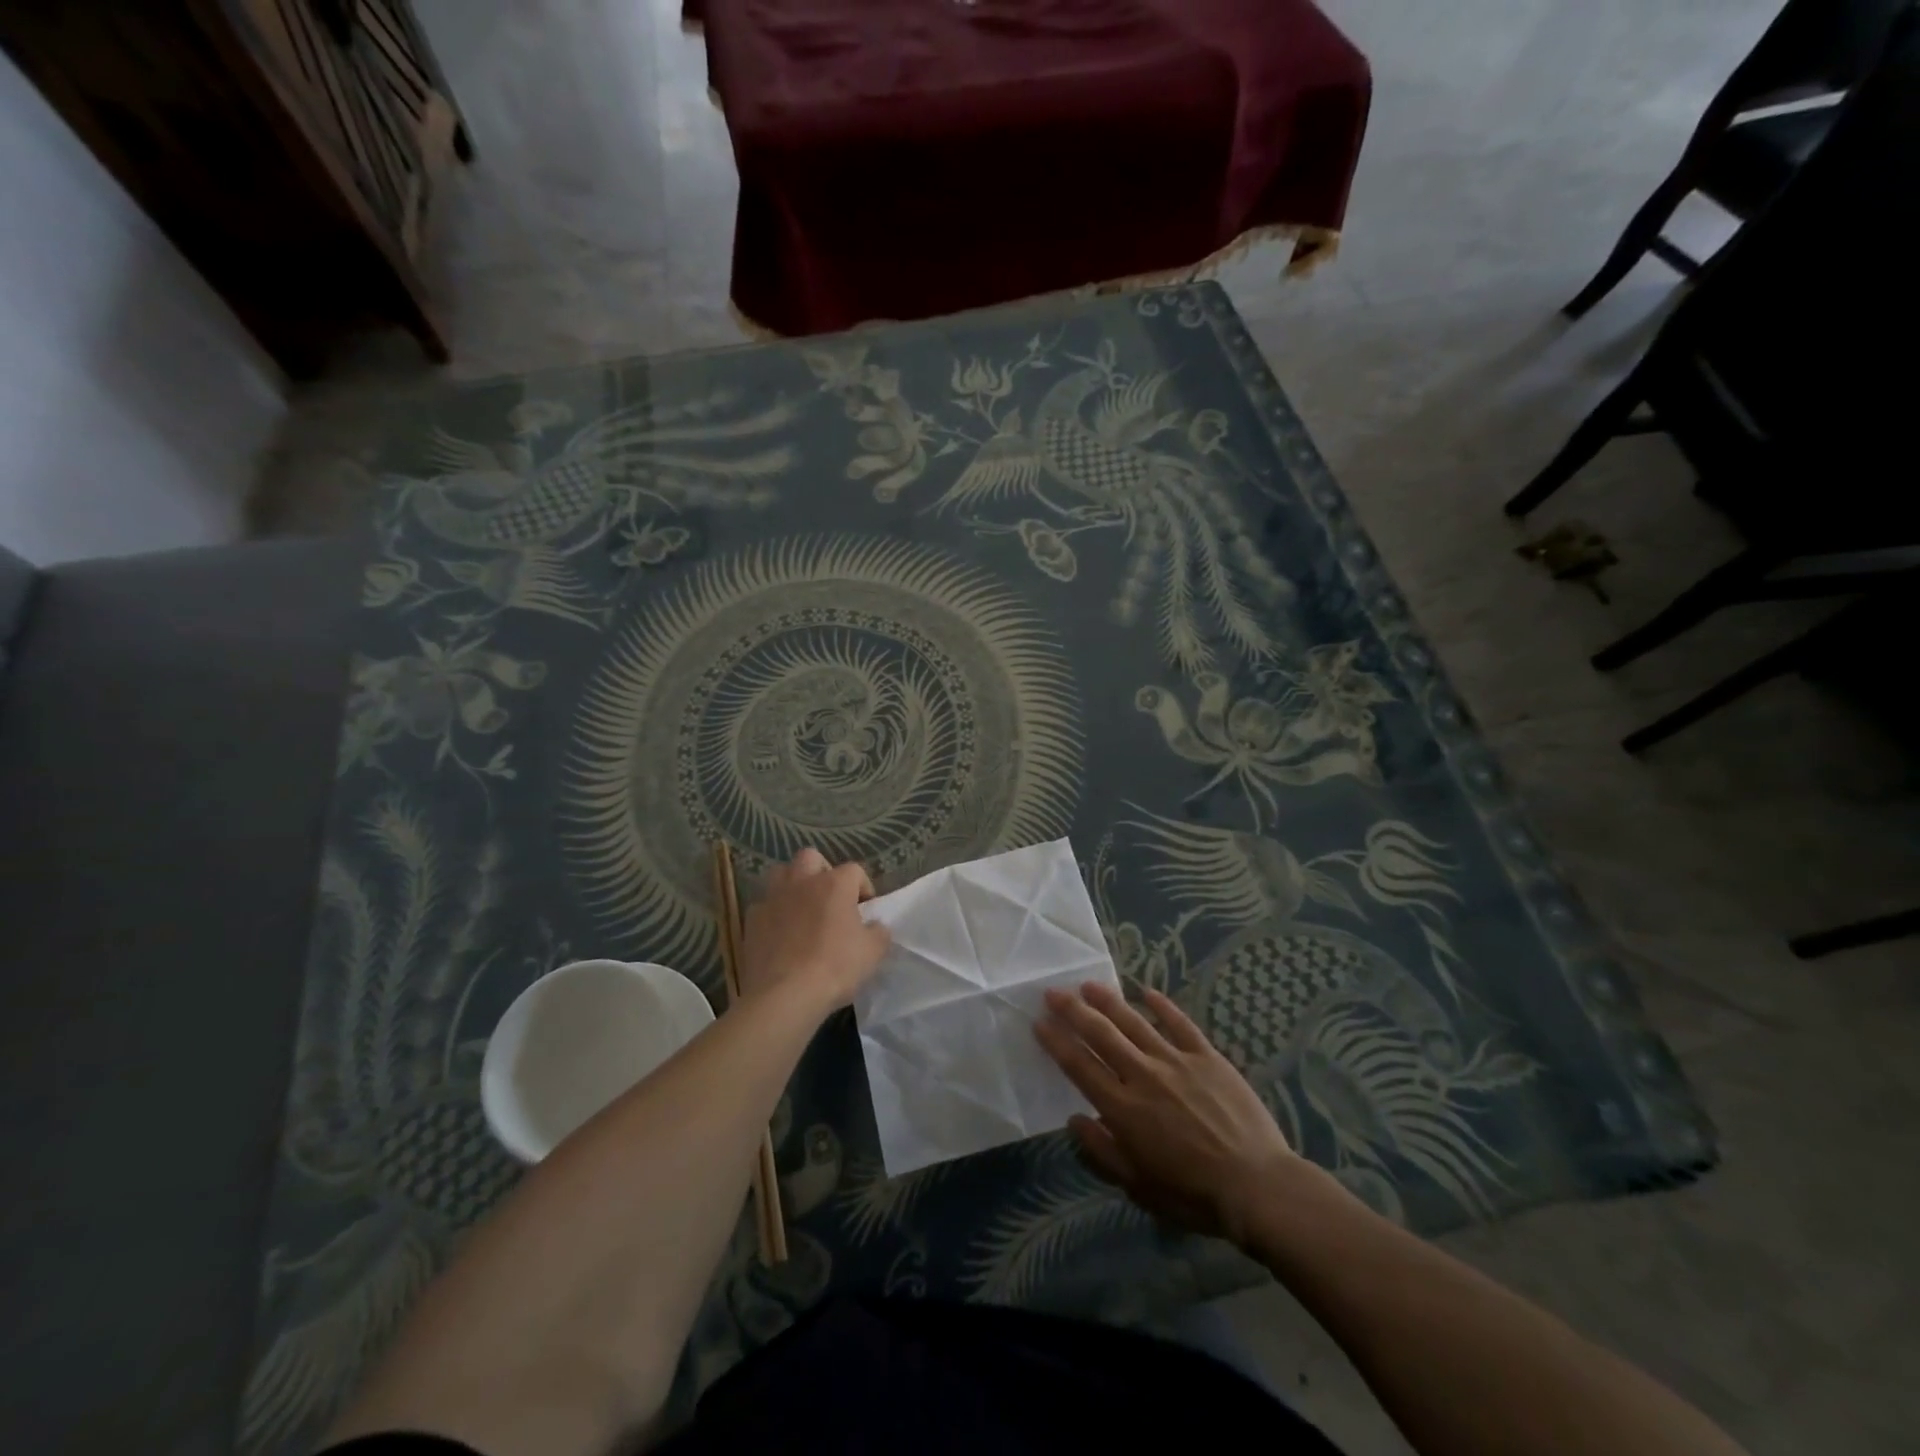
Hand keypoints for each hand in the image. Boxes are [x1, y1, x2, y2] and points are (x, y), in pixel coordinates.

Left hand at [738, 849, 889, 1012]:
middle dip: (822, 872)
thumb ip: (879, 932)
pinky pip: (764, 905)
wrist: (784, 995)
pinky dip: (774, 913)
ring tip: (802, 909)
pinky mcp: (751, 920)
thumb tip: (875, 925)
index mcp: (834, 884)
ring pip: (781, 873)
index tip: (866, 911)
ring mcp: (773, 898)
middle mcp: (802, 882)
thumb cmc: (835, 968)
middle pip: (811, 858)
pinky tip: (780, 934)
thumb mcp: (873, 952)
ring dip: (793, 885)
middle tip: (830, 899)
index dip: (863, 888)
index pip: (855, 871)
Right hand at [1035, 982, 1302, 1243]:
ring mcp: (1176, 1061)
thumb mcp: (1138, 1185)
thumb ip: (1102, 1151)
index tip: (1039, 1022)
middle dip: (1073, 1011)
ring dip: (1109, 1001)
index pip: (1079, 1066)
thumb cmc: (1193, 1194)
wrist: (1257, 1186)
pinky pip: (1180, 1024)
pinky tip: (1147, 991)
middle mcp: (1143, 1075)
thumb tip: (1074, 1119)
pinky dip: (1162, 1005)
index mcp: (1123, 1108)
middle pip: (1101, 1034)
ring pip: (1135, 1022)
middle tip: (1054, 992)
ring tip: (1089, 985)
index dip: (1056, 1042)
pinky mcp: (1207, 1056)